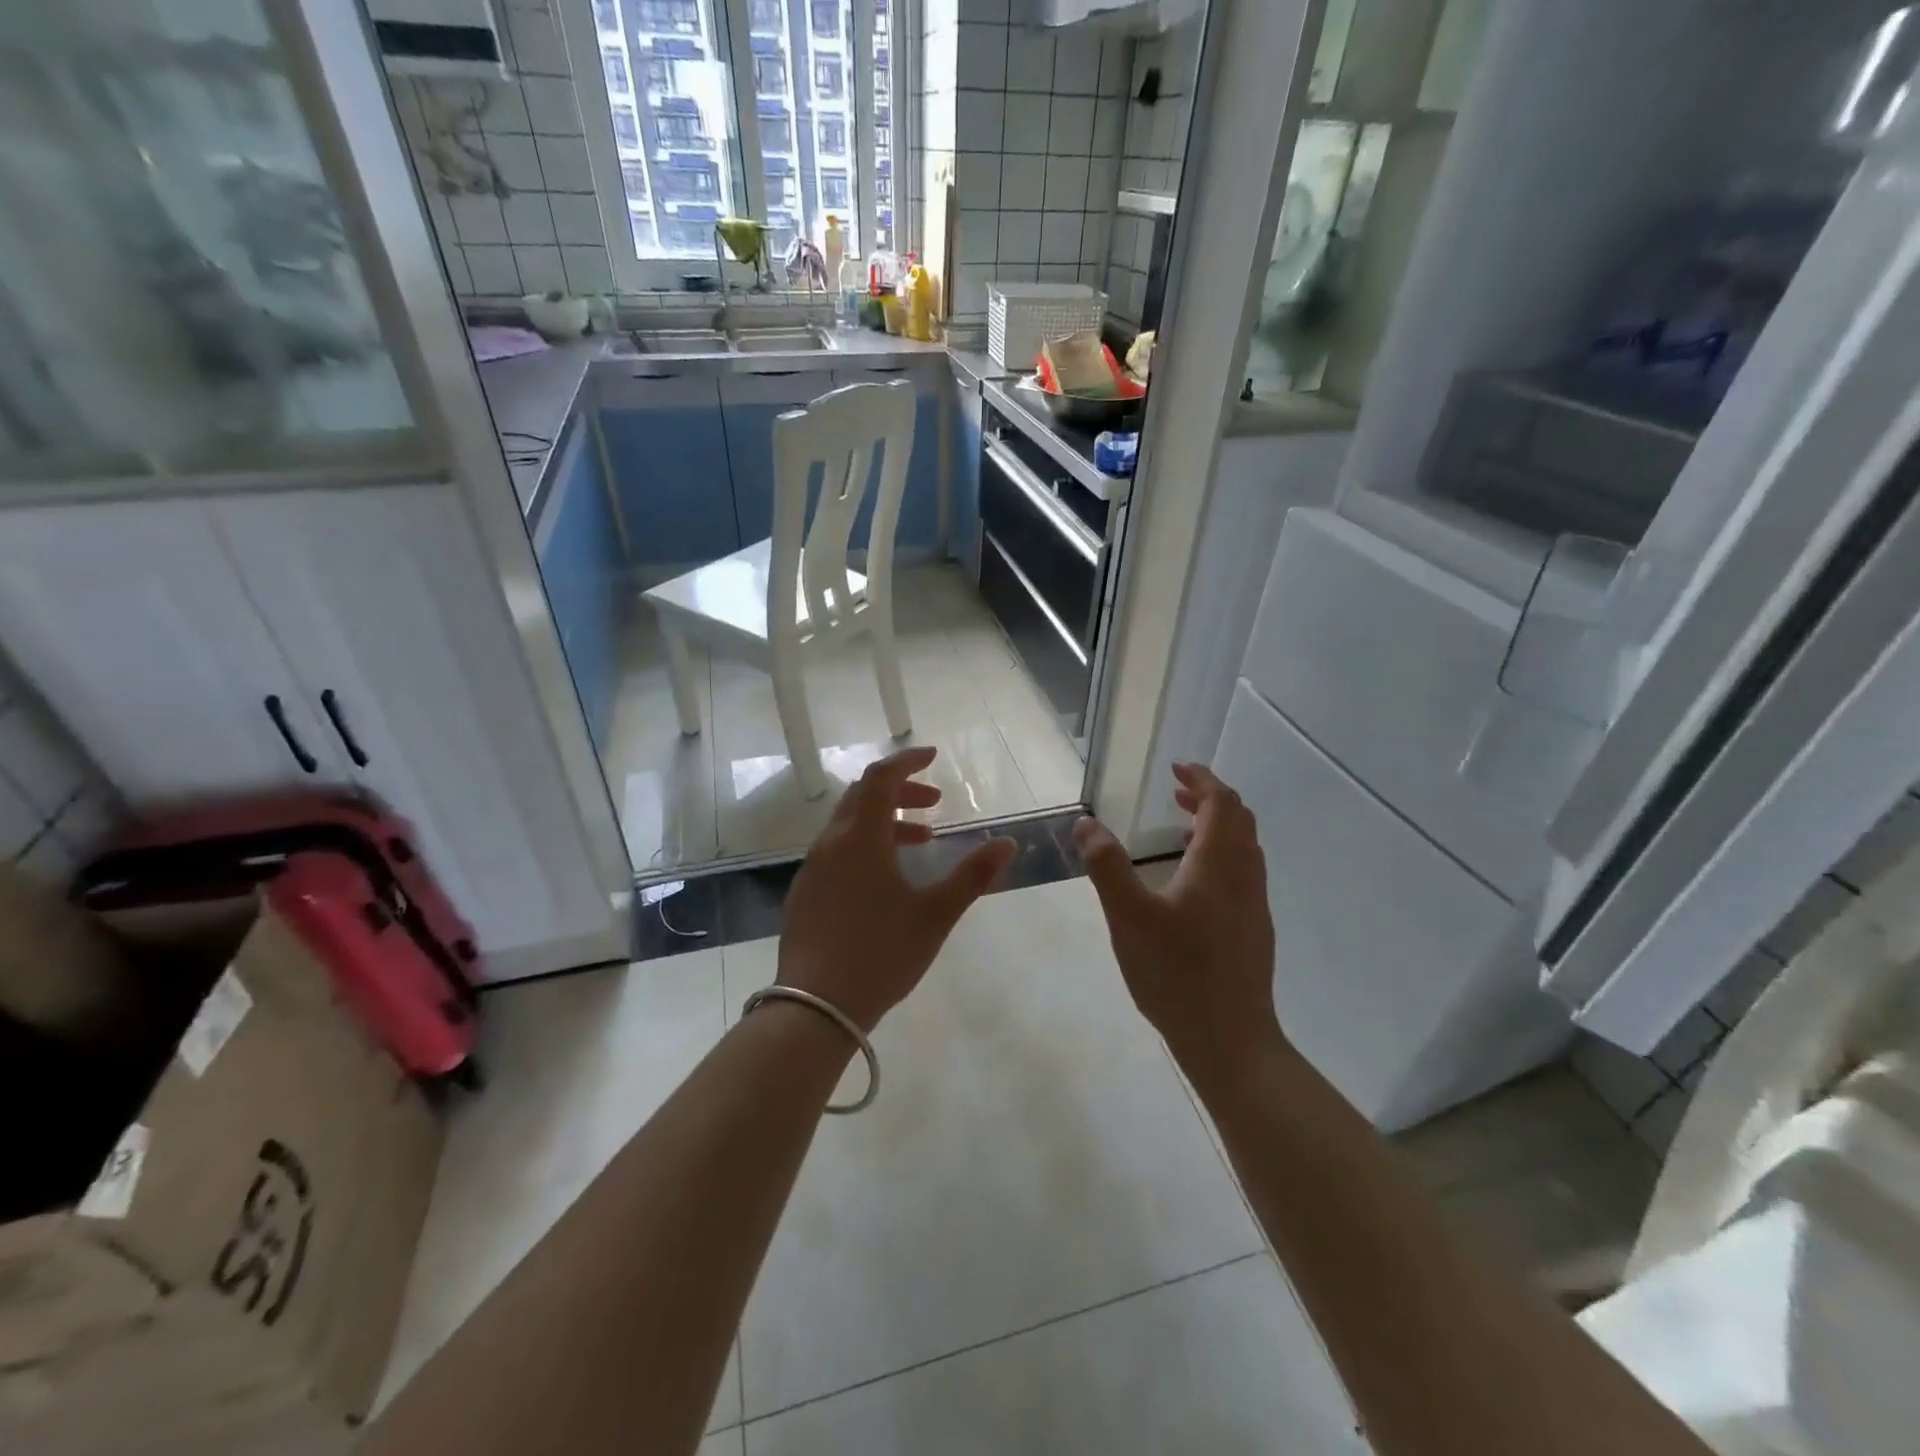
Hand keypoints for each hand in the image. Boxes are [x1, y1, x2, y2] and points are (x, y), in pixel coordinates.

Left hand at [778, 746, 1016, 1032]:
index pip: (880, 778)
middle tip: (935, 804)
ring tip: (922, 842)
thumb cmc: (881, 954)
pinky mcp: (804, 894)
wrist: (814, 1008)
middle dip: (901, 792)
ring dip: (885, 823)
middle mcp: (830, 844)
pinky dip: (866, 846)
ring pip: (849, 826)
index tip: (933, 756)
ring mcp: (812, 870)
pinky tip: (886, 880)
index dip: (907, 761)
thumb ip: (973, 876)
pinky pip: (837, 852)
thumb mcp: (935, 914)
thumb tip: (1009, 843)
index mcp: (860, 838)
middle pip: (863, 797)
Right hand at [1072, 762, 1281, 1078]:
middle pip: (1239, 820)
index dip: (1201, 779)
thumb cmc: (1176, 973)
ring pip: (1245, 848)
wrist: (1230, 1040)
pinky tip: (1192, 882)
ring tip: (1181, 828)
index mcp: (1219, 865)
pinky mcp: (1254, 931)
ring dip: (1218, 826)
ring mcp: (1254, 906)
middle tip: (1176, 792)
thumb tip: (1086, 823)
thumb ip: (1106, 866)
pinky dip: (1221, 855)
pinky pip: (1243, 873)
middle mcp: (1244, 877)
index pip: (1221, 802)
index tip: (1176, 768)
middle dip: (1209, 798)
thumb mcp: (1128, 916)